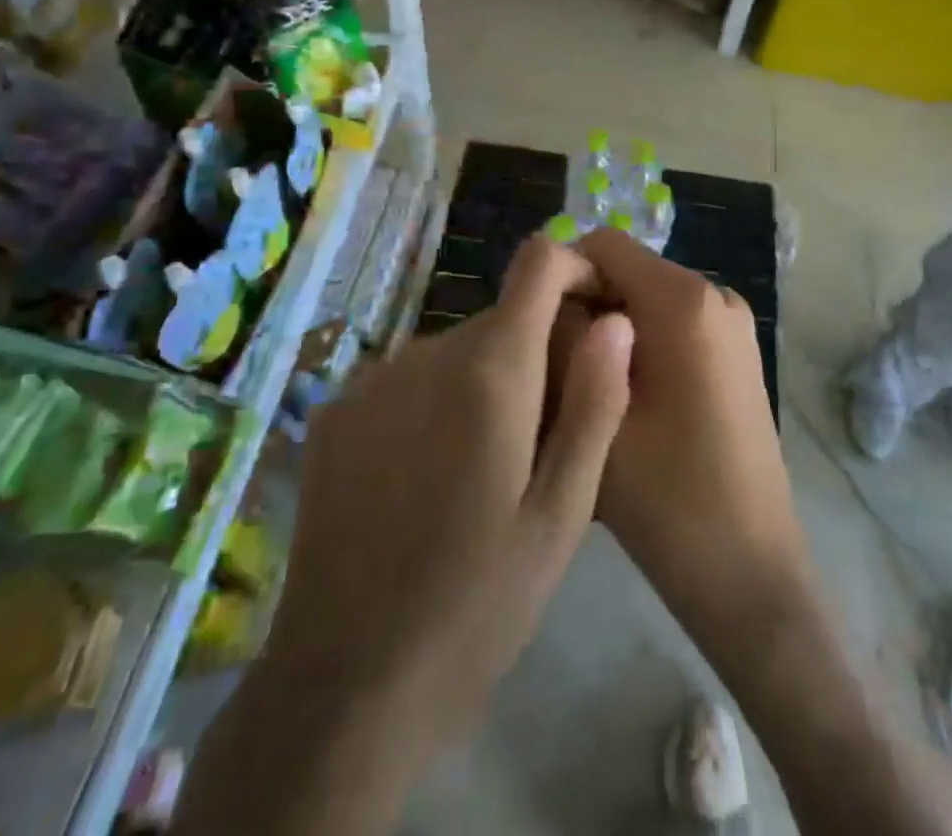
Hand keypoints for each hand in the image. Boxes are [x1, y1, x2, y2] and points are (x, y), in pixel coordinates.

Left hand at [265, 236, 633, 771]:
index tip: (594, 315)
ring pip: (456, 349)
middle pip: (501, 318)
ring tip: (484, 468)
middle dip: (533, 353)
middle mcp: (425, 352)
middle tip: (542, 438)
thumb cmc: (479, 603)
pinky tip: (426, 477)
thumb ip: (595, 402)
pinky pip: (408, 377)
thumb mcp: (563, 513)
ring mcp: (371, 379)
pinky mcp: (335, 411)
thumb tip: (616, 321)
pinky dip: (434, 400)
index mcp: (490, 370)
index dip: (574, 269)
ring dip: (482, 381)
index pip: (539, 263)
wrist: (346, 687)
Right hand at [567, 229, 810, 661]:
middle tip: (554, 368)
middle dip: (586, 305)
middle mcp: (716, 295)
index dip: (563, 274)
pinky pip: (674, 324)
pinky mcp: (737, 353)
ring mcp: (733, 324)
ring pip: (648, 300)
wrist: (750, 571)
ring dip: (610, 329)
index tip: (537, 326)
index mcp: (685, 300)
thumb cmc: (668, 499)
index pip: (605, 244)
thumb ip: (561, 340)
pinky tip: (625, 401)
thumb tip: (549, 298)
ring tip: (585, 391)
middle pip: (629, 271)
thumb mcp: (593, 413)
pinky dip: (640, 345)